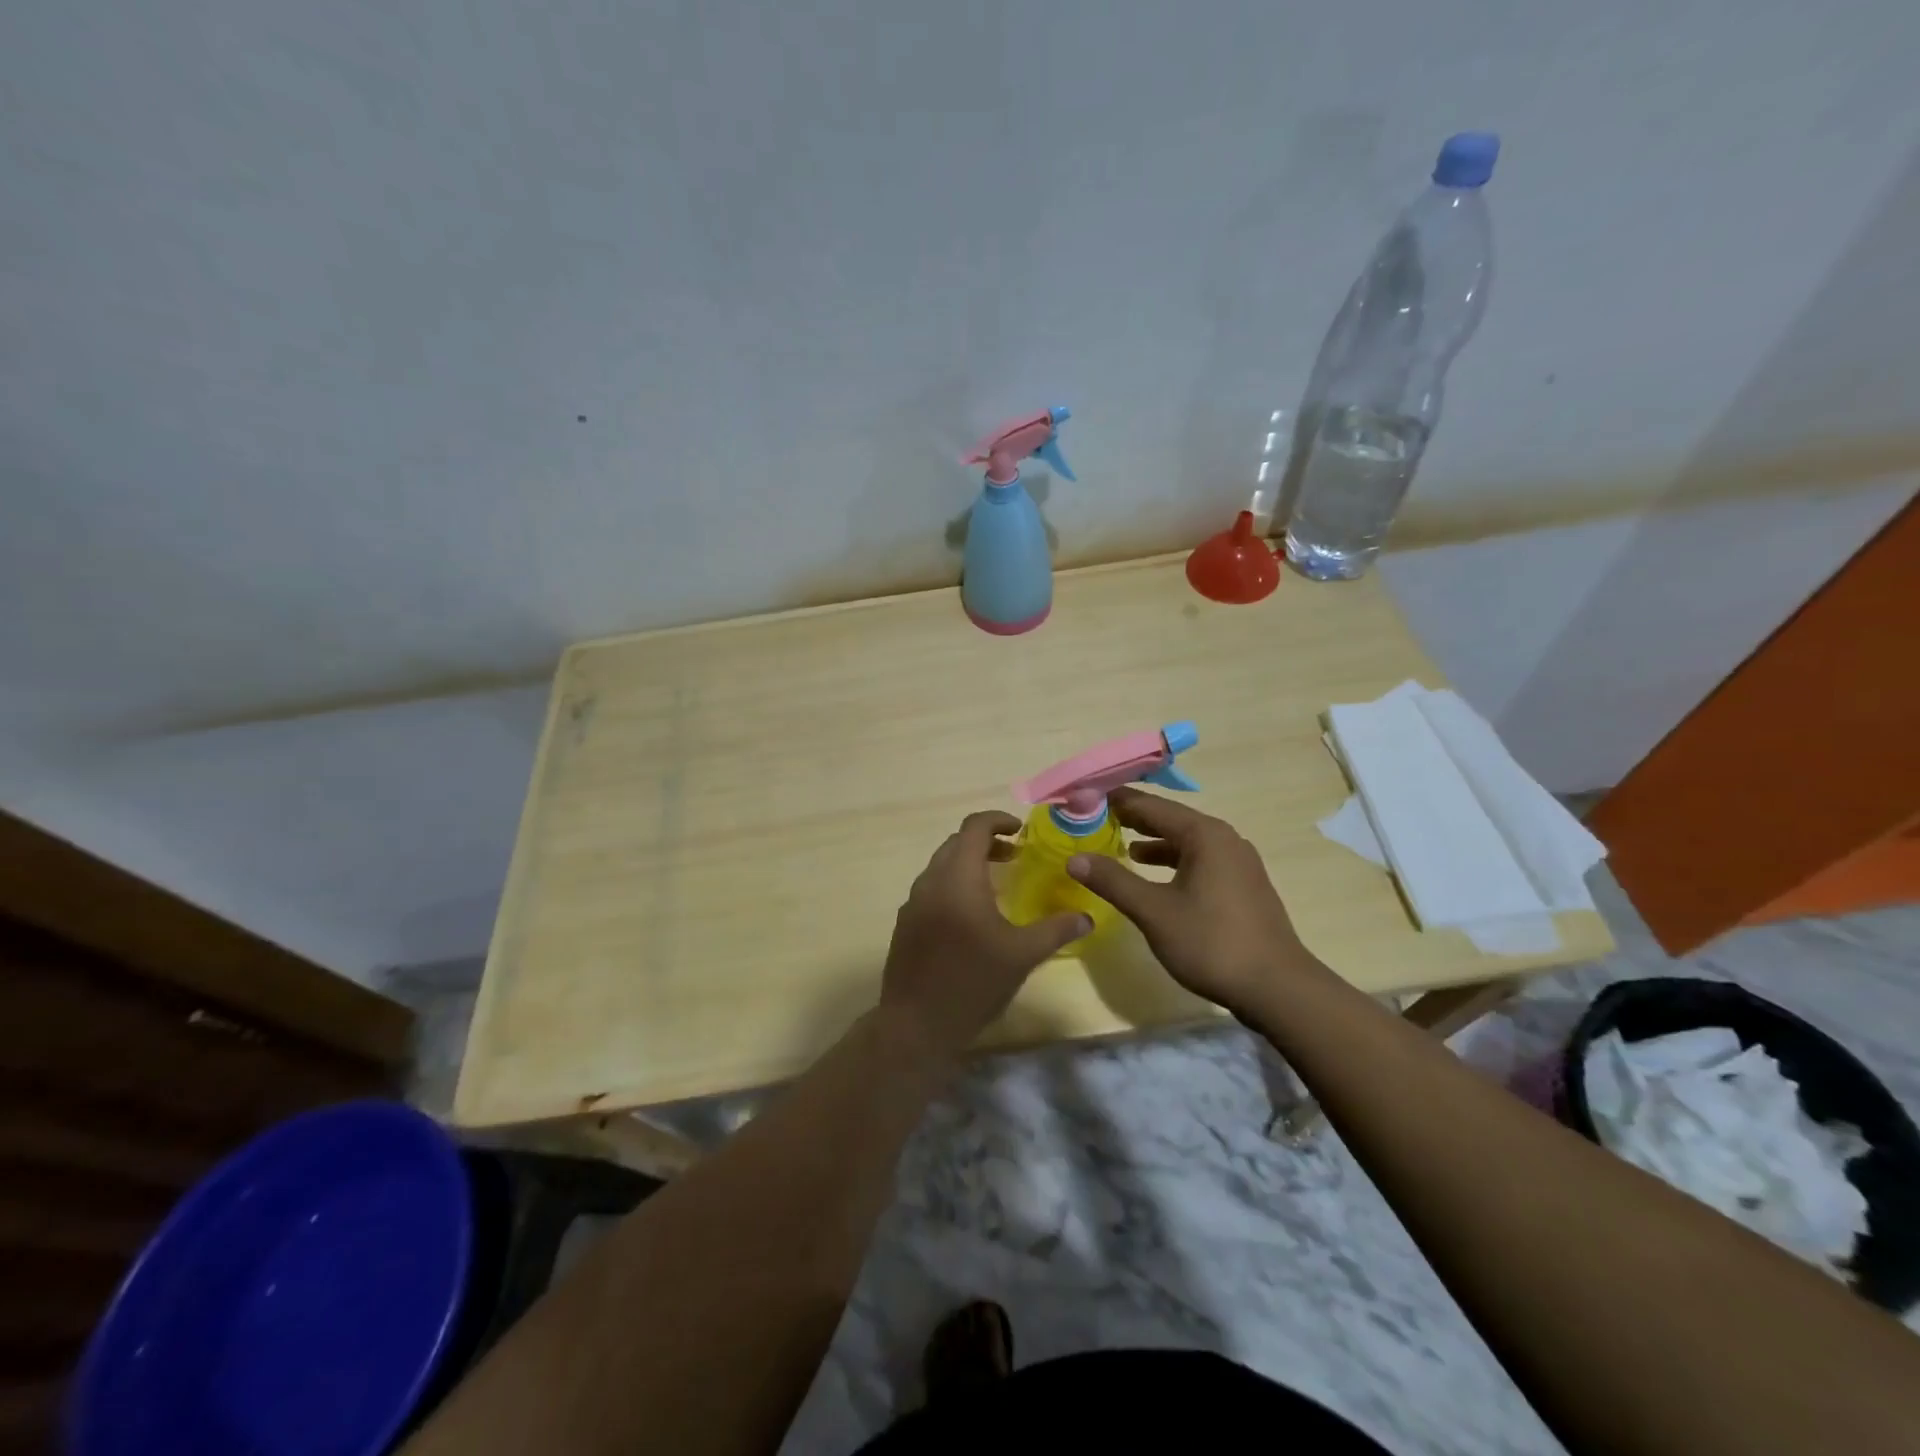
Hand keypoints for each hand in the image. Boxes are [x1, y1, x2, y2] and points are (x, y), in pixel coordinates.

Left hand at [879, 811, 1089, 1059]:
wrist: (916, 1024)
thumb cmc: (972, 983)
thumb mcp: (1022, 955)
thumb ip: (1056, 930)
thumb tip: (1087, 917)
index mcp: (958, 878)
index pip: (974, 827)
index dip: (998, 820)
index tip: (1020, 831)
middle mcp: (930, 881)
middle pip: (956, 843)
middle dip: (985, 842)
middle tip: (1014, 857)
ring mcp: (913, 902)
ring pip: (941, 865)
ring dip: (968, 863)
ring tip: (996, 884)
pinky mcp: (905, 923)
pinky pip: (931, 888)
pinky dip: (953, 884)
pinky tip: (971, 915)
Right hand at [1066, 788, 1325, 1020]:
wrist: (1278, 989)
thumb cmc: (1212, 943)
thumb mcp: (1154, 911)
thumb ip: (1113, 881)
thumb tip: (1074, 858)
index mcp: (1204, 834)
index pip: (1150, 805)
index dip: (1115, 801)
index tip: (1084, 798)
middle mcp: (1224, 838)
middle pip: (1170, 819)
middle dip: (1133, 819)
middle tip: (1095, 819)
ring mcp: (1238, 862)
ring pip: (1186, 841)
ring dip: (1154, 842)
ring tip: (1121, 847)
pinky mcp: (1243, 885)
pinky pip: (1200, 860)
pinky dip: (1173, 861)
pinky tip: (1157, 878)